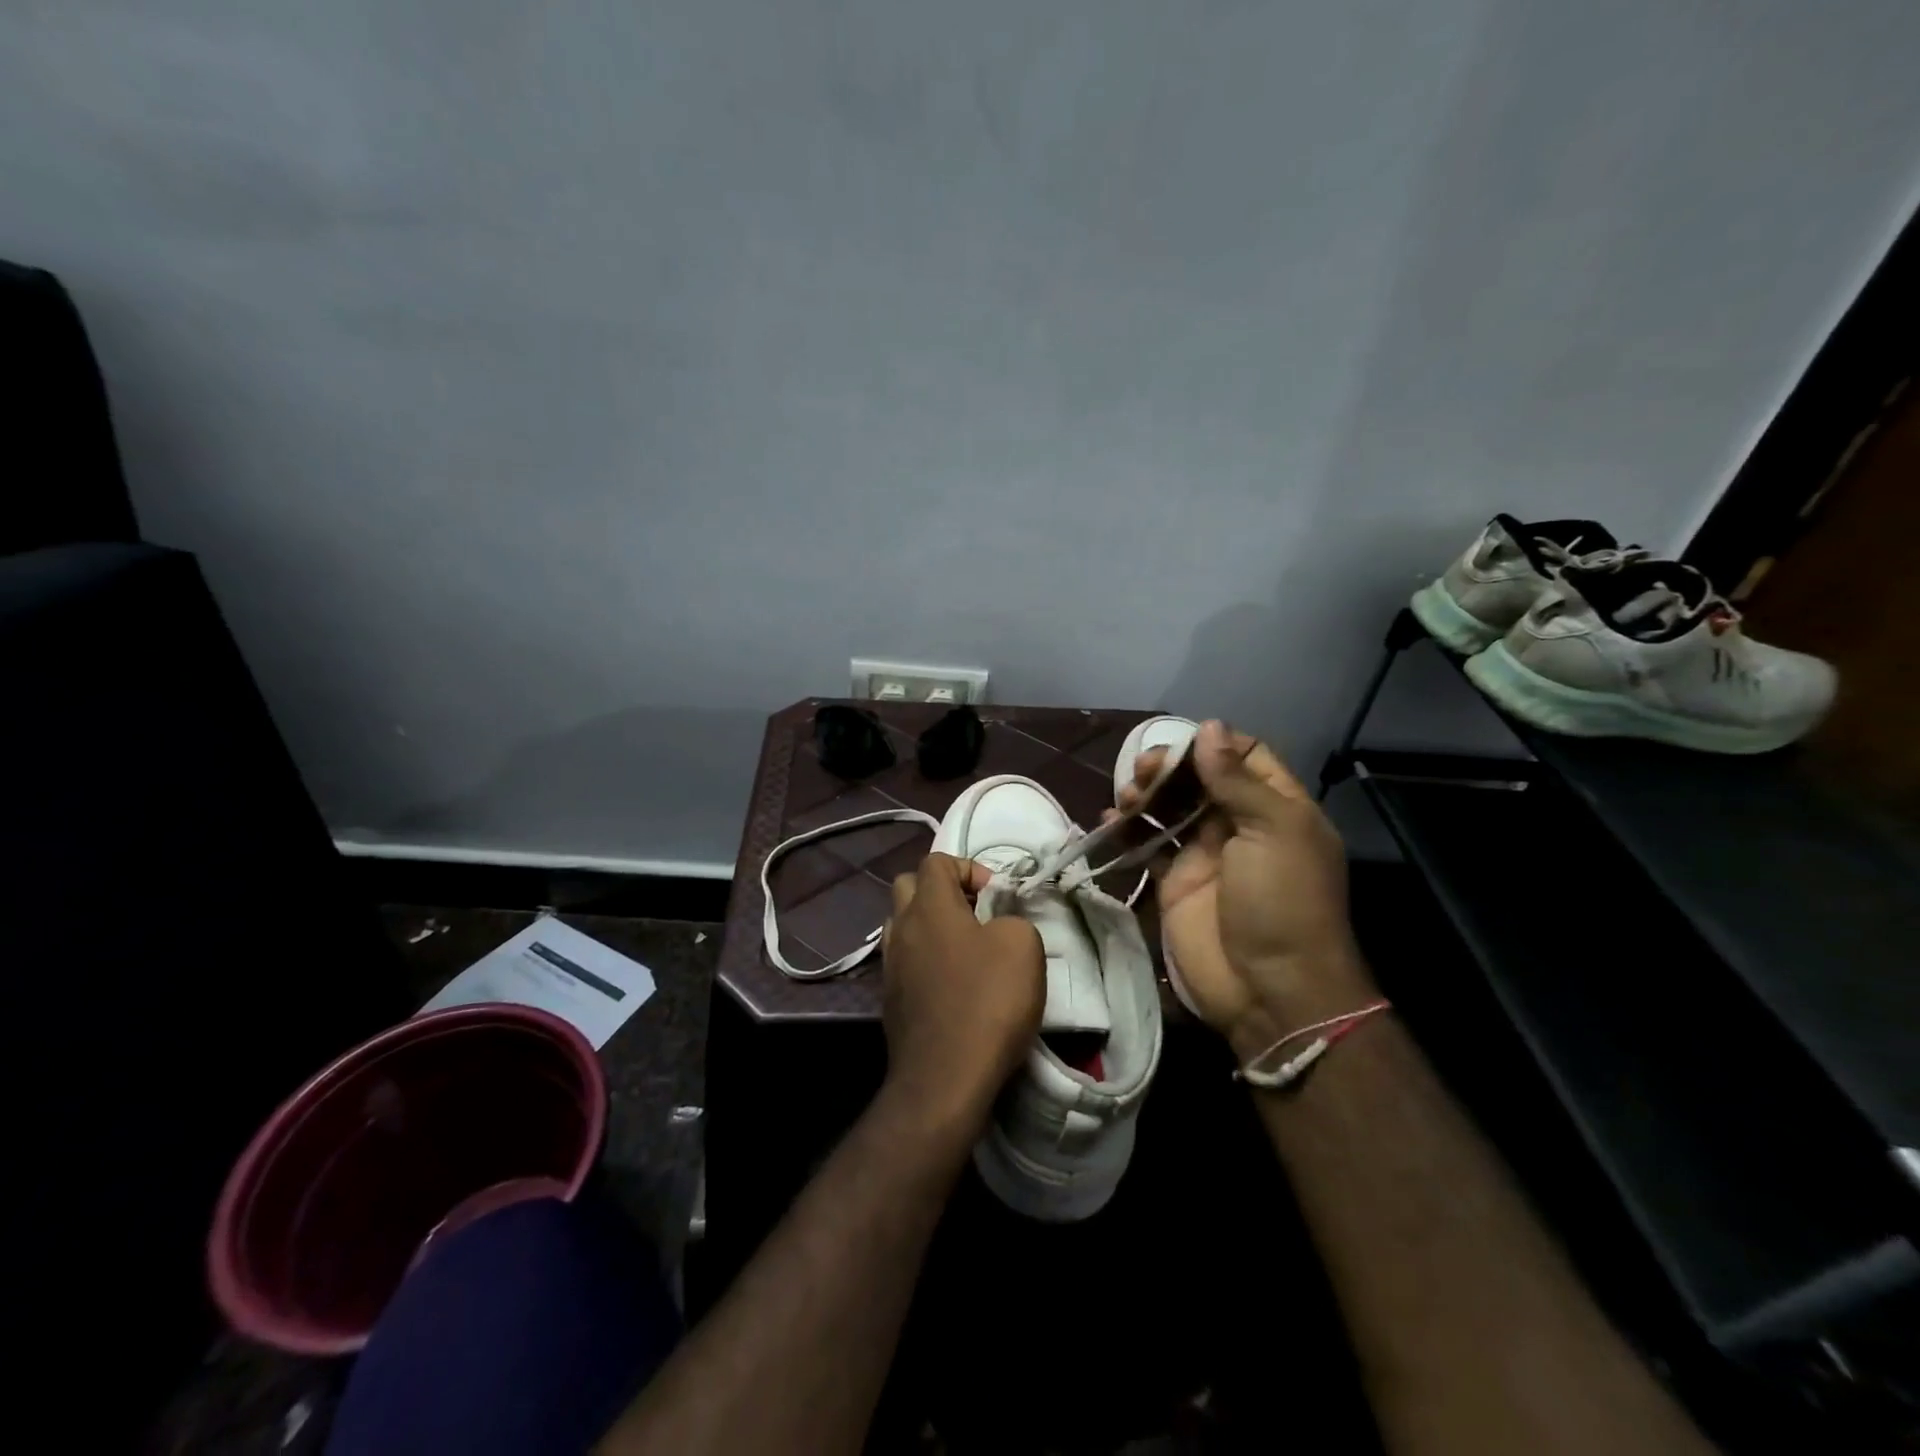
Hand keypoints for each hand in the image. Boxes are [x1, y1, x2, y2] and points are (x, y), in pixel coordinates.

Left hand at [880, 853, 1044, 1135]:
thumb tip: (997, 924)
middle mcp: (901, 927)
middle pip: (908, 887)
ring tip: (964, 950)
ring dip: (930, 927)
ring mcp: (889, 965)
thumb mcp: (1023, 945)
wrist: (945, 1078)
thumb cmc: (987, 1001)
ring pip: (903, 925)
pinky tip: (951, 985)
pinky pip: (905, 962)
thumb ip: (1011, 918)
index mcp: (928, 905)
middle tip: (975, 916)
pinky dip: (925, 961)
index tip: (995, 898)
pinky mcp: (890, 1000)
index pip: (936, 861)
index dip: (968, 868)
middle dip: (941, 892)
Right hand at [1120, 721, 1374, 1057]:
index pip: (1244, 756)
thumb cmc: (1282, 901)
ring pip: (1170, 808)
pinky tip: (1111, 821)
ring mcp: (1206, 855)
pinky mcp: (1176, 883)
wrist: (1271, 991)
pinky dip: (1128, 830)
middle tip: (1144, 770)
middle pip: (1200, 779)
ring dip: (1146, 794)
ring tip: (1128, 797)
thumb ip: (1236, 779)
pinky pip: (1148, 846)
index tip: (1180, 743)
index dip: (1212, 744)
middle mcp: (1240, 825)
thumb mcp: (1273, 831)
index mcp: (1276, 807)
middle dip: (1170, 767)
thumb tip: (1209, 727)